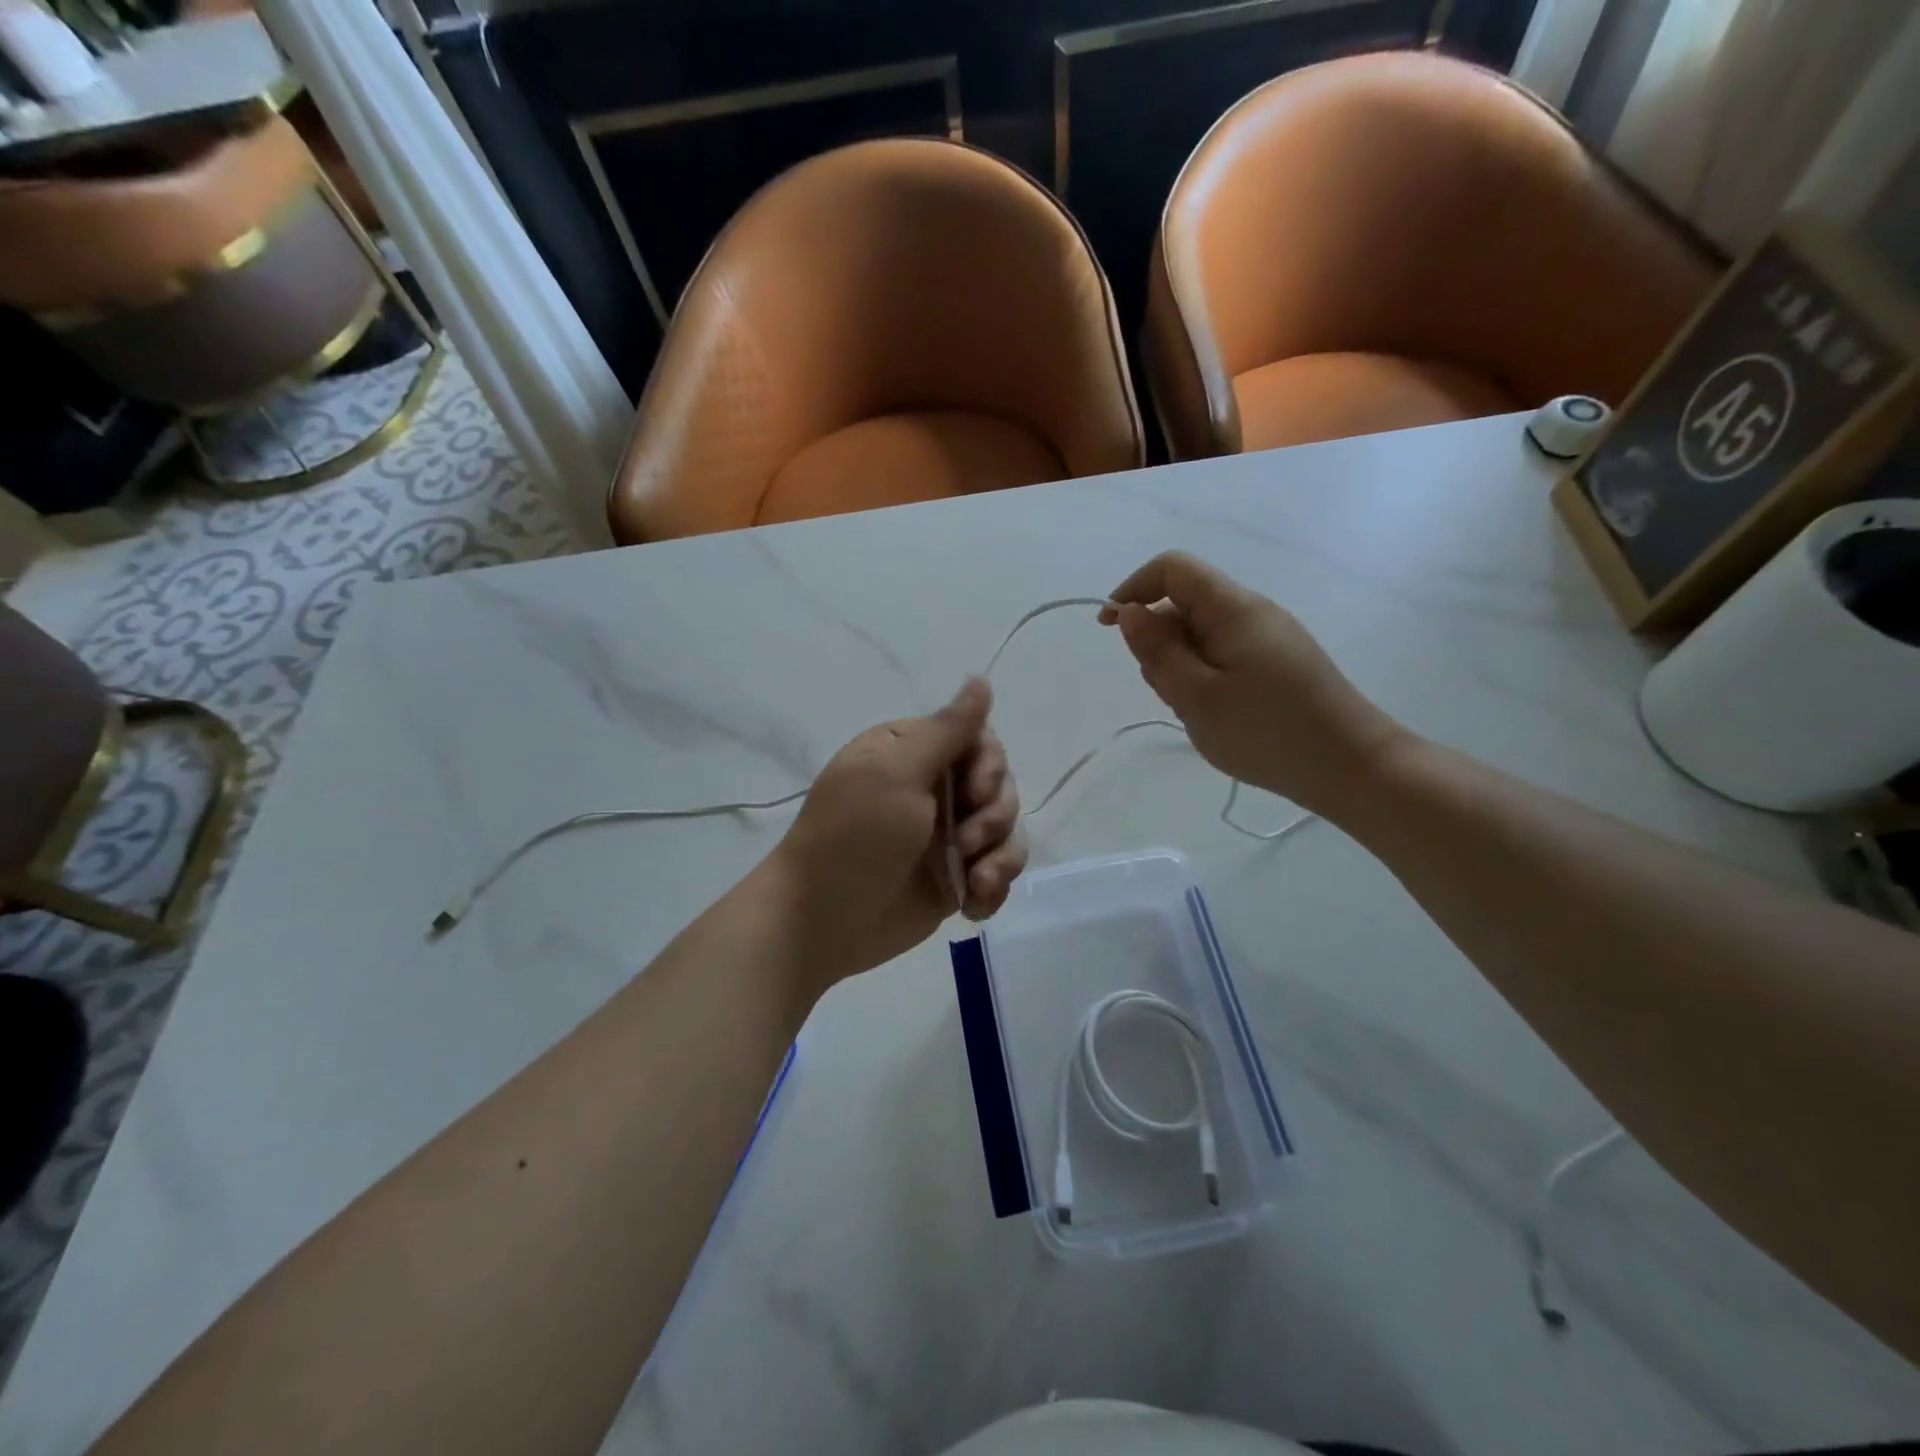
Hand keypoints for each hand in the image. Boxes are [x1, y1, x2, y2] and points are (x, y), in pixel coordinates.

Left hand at [770, 678, 1027, 984]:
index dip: (990, 767)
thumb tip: (981, 679)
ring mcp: (947, 836)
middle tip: (966, 842)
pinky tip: (974, 906)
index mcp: (914, 753)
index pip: (980, 740)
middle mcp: (934, 789)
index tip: (975, 792)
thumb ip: (947, 729)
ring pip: (1006, 831)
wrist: (823, 921)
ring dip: (1000, 857)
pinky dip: (994, 888)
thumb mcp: (896, 773)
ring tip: (977, 883)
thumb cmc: (854, 836)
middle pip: (1001, 786)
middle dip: (995, 816)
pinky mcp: (955, 878)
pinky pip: (997, 872)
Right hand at [1099, 551, 1406, 818]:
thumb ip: (1157, 651)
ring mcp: (1268, 639)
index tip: (1110, 628)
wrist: (1350, 767)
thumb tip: (1130, 612)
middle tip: (1171, 693)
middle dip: (1159, 643)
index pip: (1172, 568)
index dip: (1134, 588)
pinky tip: (1218, 716)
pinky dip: (1205, 680)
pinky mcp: (1277, 664)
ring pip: (1201, 637)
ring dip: (1182, 668)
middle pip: (1184, 605)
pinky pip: (1223, 658)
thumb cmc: (1266, 731)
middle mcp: (1252, 612)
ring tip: (1199, 713)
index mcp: (1232, 608)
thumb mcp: (1195, 696)